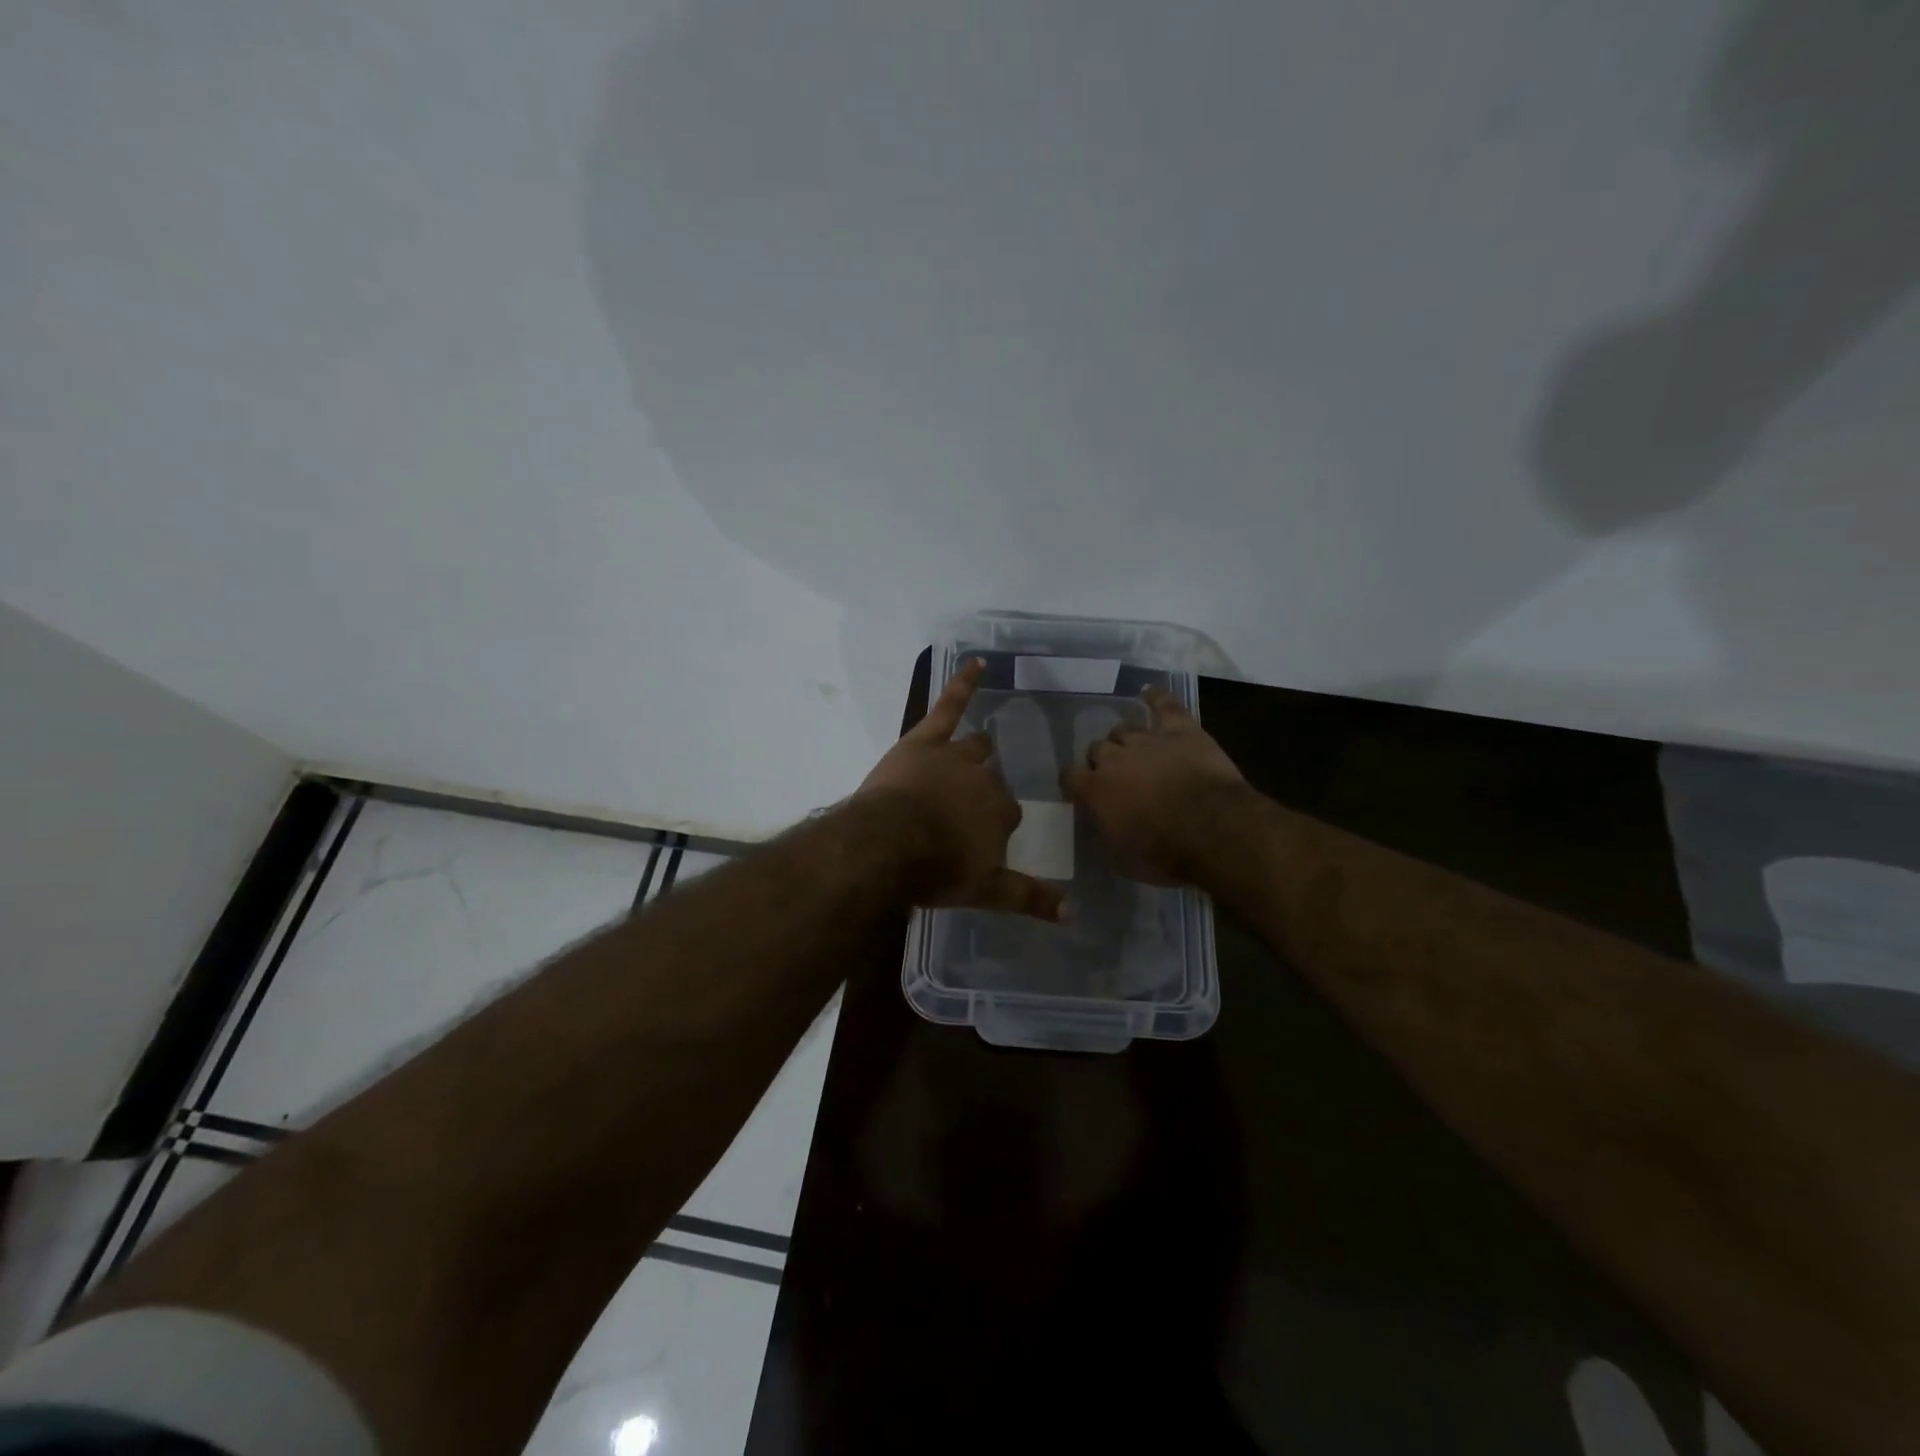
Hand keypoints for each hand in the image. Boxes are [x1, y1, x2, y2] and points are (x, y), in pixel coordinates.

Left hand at [856, 659, 1066, 921]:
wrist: (888, 845)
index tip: (979, 839)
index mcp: (1001, 813)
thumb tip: (1073, 914)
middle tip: (965, 809)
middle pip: (992, 782)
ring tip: (977, 751)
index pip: (1007, 814)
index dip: (994, 825)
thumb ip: (1029, 897)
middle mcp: (985, 779)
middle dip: (982, 792)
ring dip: (977, 752)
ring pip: (975, 747)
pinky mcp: (925, 740)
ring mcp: (956, 756)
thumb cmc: (935, 870)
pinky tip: (977, 663)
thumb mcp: (985, 891)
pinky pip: (950, 705)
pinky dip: (964, 684)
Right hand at [1062, 686, 1253, 886]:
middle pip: (1097, 749)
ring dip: (1126, 740)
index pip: (1069, 776)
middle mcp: (1114, 759)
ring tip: (1136, 751)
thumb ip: (1107, 833)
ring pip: (1124, 729)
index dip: (1074, 782)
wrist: (1213, 830)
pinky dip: (1156, 698)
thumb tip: (1104, 824)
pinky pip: (1164, 705)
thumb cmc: (1165, 853)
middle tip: (1118, 778)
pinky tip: (1150, 692)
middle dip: (1103, 761)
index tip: (1080, 791)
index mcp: (1095, 790)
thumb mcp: (1123, 859)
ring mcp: (1147, 740)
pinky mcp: (1181, 730)